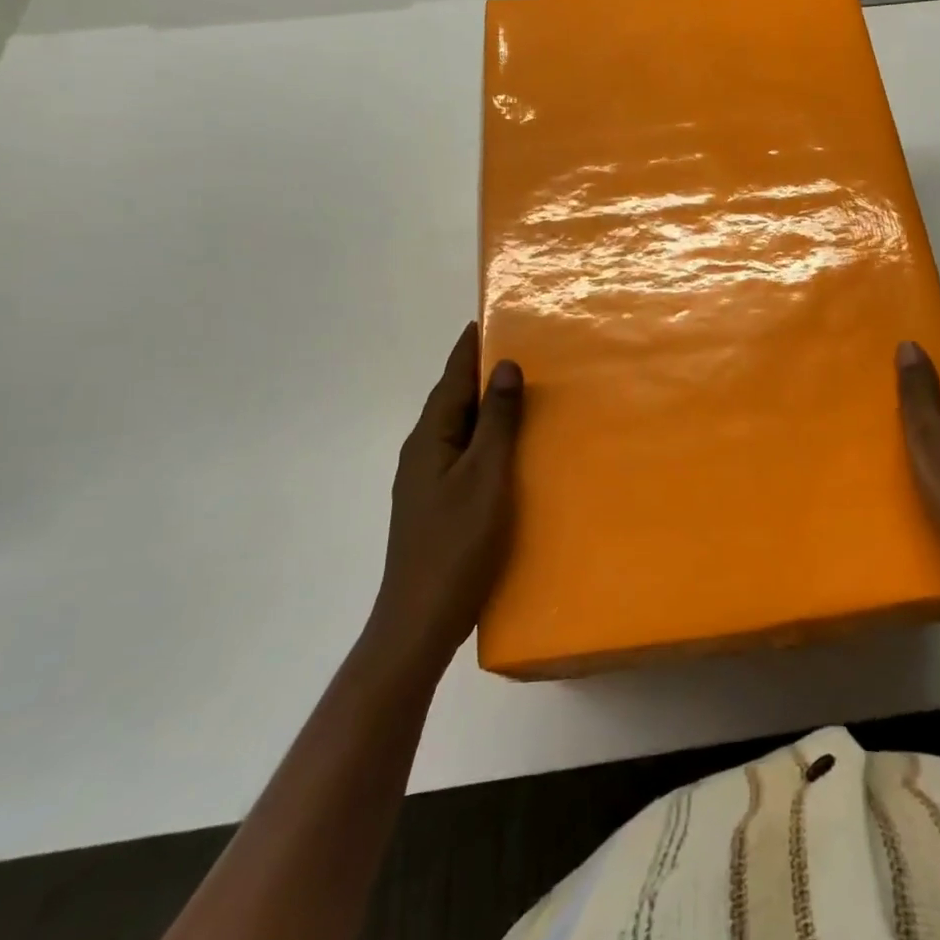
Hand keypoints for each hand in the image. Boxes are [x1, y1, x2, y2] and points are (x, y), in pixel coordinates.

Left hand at [369, 324, 522, 674]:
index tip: (487, 319)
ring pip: (459, 429)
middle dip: (479, 374)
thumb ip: (498, 421)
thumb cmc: (457, 543)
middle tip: (518, 349)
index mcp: (430, 438)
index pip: (452, 379)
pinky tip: (507, 449)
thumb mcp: (486, 476)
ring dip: (484, 407)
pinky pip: (463, 454)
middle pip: (453, 401)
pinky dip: (485, 438)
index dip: (470, 349)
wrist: (419, 621)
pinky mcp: (437, 504)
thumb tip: (505, 366)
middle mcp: (422, 452)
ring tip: (519, 392)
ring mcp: (426, 481)